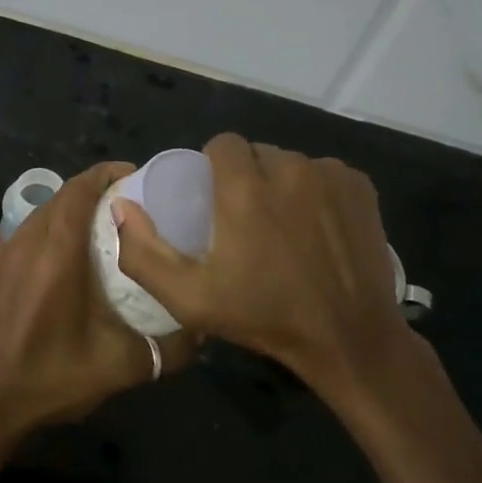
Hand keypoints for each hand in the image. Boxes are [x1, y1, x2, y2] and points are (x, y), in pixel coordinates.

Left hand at [0, 161, 195, 447]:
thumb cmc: (53, 377)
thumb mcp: (121, 366)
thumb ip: (168, 347)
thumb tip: (203, 330)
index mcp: (57, 252)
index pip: (80, 189)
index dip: (108, 174)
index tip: (138, 178)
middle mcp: (28, 240)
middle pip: (63, 194)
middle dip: (96, 189)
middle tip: (132, 203)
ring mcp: (6, 253)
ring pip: (44, 211)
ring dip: (73, 208)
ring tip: (106, 226)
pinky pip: (29, 231)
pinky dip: (53, 227)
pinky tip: (71, 255)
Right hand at [116, 134, 437, 401]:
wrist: (350, 339)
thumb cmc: (264, 317)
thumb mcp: (188, 299)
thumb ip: (143, 252)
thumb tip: (121, 205)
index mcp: (245, 188)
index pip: (222, 144)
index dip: (214, 166)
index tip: (216, 199)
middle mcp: (289, 169)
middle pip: (257, 153)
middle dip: (248, 177)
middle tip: (249, 219)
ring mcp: (329, 176)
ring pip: (291, 163)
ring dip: (282, 184)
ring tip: (285, 225)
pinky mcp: (360, 186)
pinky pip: (326, 174)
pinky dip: (318, 191)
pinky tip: (319, 226)